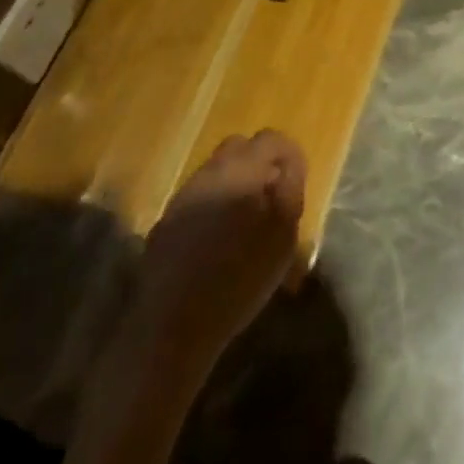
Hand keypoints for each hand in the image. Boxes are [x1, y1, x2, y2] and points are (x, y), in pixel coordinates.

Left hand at [133, 130, 306, 367]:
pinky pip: (199, 196)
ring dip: (234, 182)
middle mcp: (211, 171)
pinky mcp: (167, 218)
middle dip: (259, 162)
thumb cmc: (241, 280)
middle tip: (272, 195)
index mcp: (243, 170)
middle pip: (240, 146)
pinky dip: (213, 204)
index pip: (271, 139)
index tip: (296, 182)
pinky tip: (218, 237)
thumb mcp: (283, 237)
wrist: (174, 324)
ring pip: (217, 170)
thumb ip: (289, 190)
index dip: (288, 155)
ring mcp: (185, 194)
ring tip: (245, 219)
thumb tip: (287, 167)